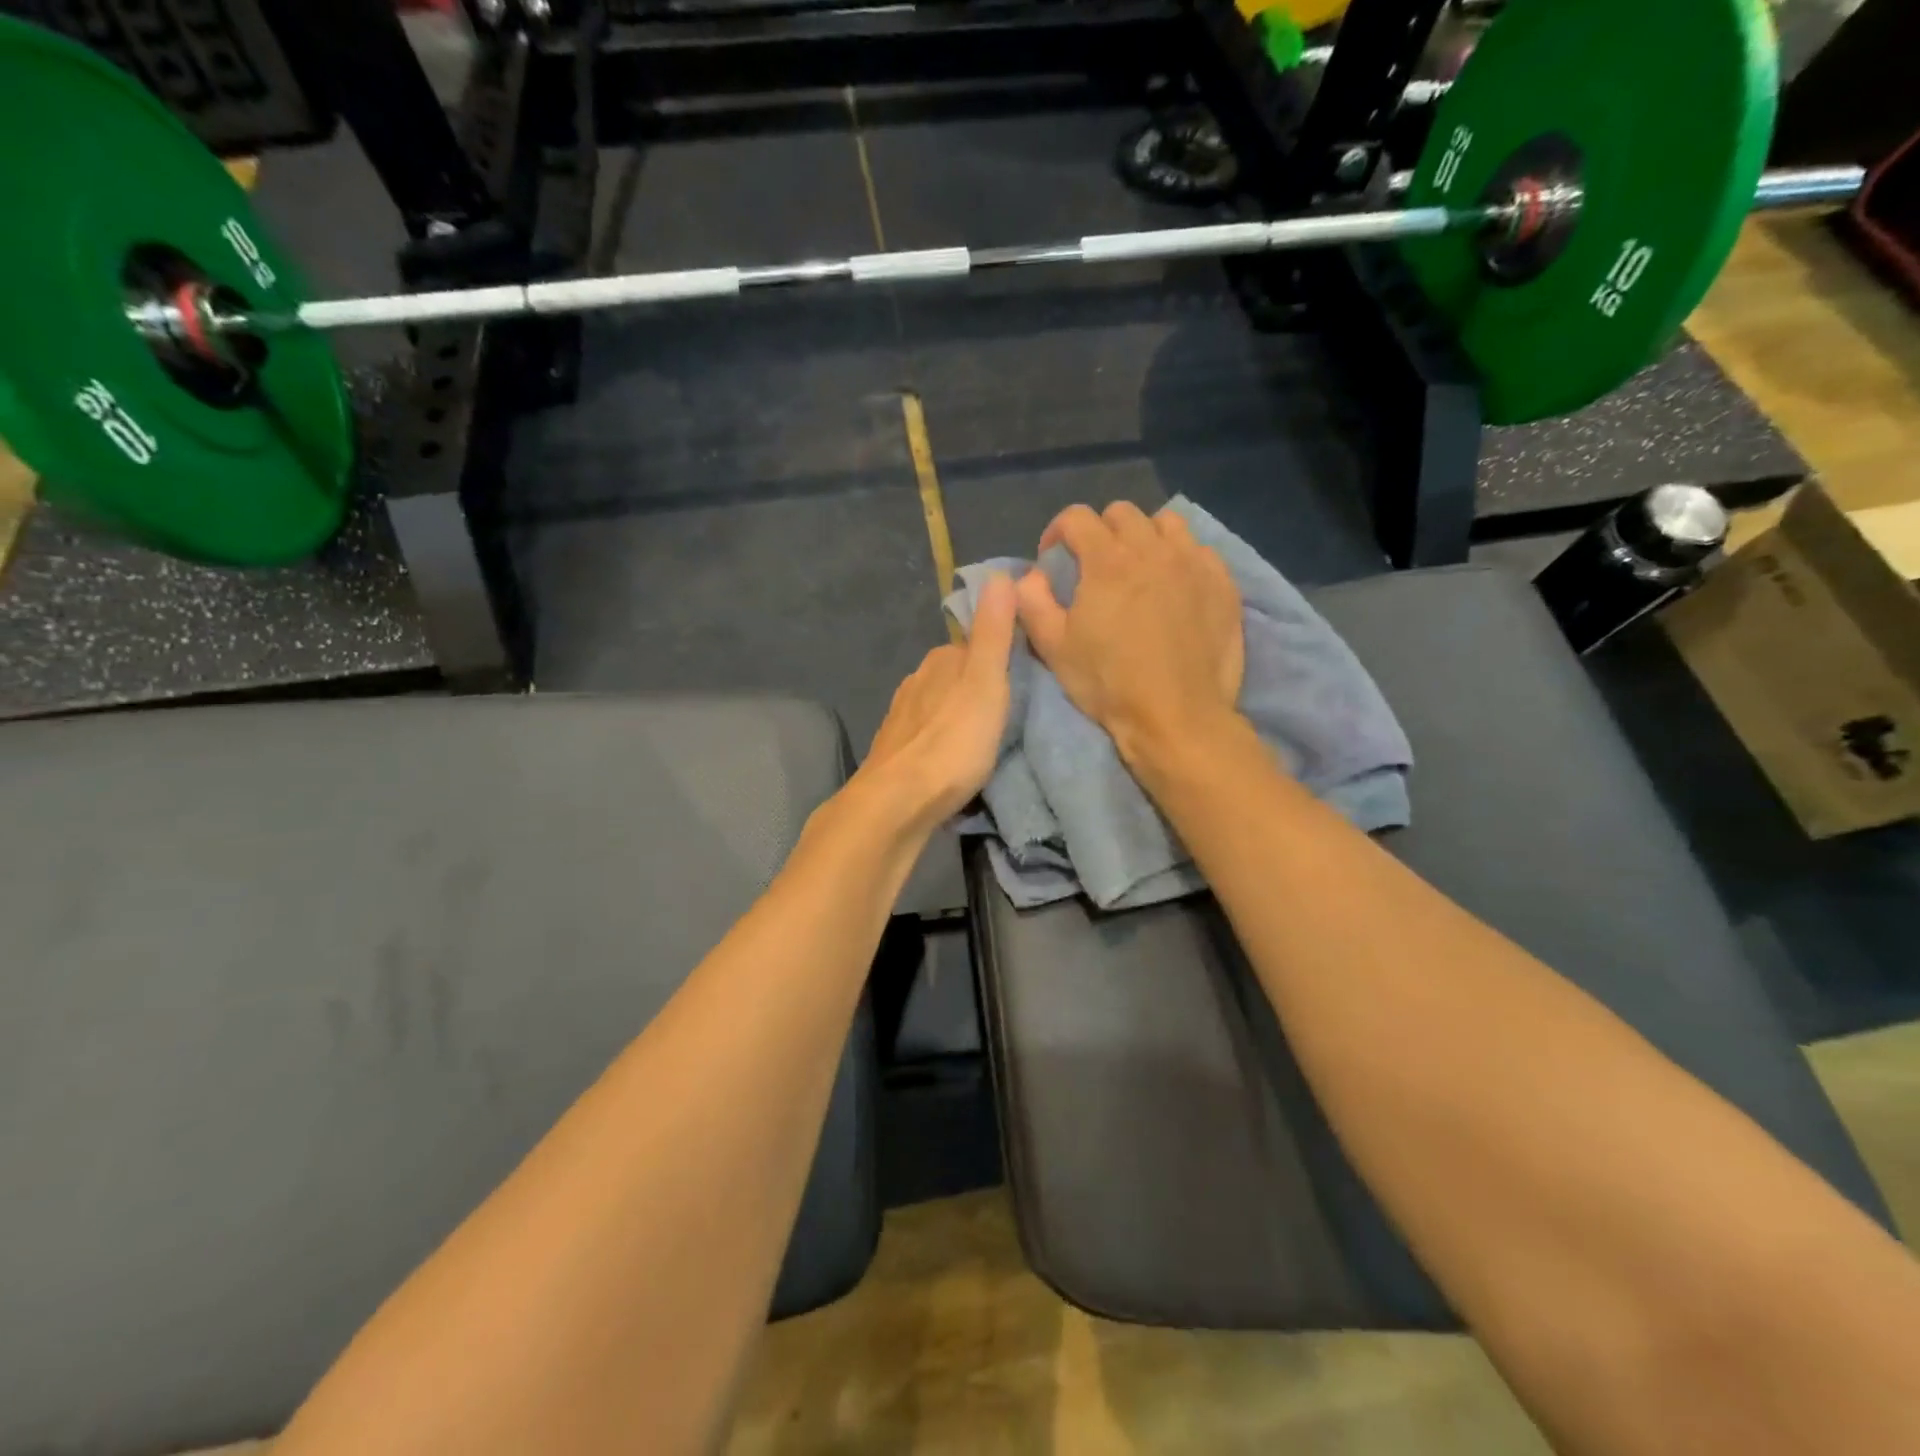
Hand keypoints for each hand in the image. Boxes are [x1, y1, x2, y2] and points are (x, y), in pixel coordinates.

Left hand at [851, 574, 1018, 834]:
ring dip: (959, 717)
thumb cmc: (952, 742)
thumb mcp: (986, 683)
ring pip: (940, 707)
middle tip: (1011, 714)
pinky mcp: (895, 752)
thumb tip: (1001, 574)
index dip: (999, 658)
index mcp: (940, 661)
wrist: (898, 802)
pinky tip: (954, 760)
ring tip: (986, 740)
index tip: (1023, 678)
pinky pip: (928, 736)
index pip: (974, 646)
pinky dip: (943, 742)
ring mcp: (901, 718)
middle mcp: (916, 682)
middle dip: (978, 689)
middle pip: (955, 676)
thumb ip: (993, 633)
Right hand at [1016, 502, 1244, 766]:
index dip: (1057, 531)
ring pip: (1166, 524)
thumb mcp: (1054, 647)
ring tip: (1139, 569)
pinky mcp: (1223, 583)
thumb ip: (1032, 602)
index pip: (1076, 517)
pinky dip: (1181, 558)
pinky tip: (1175, 587)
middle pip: (1122, 513)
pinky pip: (1200, 550)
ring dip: (1145, 537)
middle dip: (1101, 531)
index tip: (1053, 558)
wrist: (1177, 716)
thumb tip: (1029, 576)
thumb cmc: (1109, 683)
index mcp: (1107, 560)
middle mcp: (1153, 549)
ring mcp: (1193, 563)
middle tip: (1094, 566)